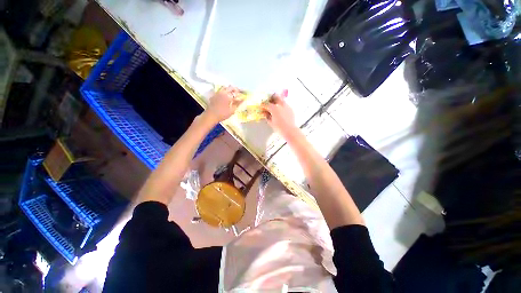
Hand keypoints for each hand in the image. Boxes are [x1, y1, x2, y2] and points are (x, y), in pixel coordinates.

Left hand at [205, 86, 243, 121]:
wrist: (211, 116)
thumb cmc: (222, 114)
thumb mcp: (232, 110)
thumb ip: (237, 104)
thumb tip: (242, 99)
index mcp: (228, 96)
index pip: (236, 92)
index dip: (240, 94)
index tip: (243, 96)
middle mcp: (223, 92)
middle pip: (231, 87)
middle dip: (235, 90)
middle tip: (238, 94)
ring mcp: (218, 93)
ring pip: (225, 87)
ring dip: (230, 89)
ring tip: (232, 94)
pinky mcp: (214, 95)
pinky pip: (221, 90)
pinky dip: (225, 91)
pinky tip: (225, 96)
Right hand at [262, 91, 296, 136]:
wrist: (290, 130)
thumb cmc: (279, 128)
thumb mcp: (271, 122)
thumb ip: (267, 116)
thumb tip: (264, 113)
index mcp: (274, 108)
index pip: (266, 104)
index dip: (263, 105)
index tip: (261, 106)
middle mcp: (281, 105)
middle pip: (275, 97)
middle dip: (271, 99)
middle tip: (269, 102)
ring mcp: (287, 106)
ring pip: (281, 100)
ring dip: (277, 101)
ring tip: (275, 106)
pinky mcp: (291, 109)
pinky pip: (285, 104)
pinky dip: (282, 106)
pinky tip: (281, 110)